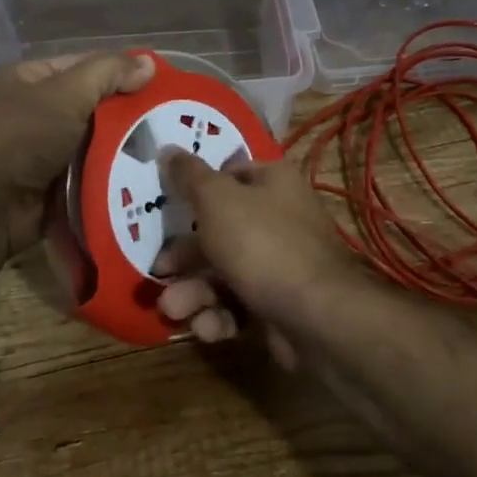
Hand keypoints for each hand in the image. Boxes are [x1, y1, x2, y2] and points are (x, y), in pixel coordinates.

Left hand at [0, 52, 154, 255]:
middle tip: (170, 121)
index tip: (161, 85)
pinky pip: (89, 174)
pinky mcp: (51, 186)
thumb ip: (108, 73)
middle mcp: (33, 111)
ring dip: (123, 148)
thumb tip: (149, 63)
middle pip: (92, 106)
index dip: (121, 72)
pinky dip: (111, 175)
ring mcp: (41, 151)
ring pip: (94, 143)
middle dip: (127, 114)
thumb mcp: (66, 94)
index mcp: (29, 79)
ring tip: (166, 150)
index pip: (85, 67)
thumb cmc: (22, 138)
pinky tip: (146, 177)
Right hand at [151, 149, 364, 367]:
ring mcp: (281, 263)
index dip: (196, 189)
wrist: (317, 316)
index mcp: (273, 182)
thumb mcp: (217, 200)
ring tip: (174, 309)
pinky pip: (239, 303)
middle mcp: (280, 218)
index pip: (229, 175)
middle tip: (159, 271)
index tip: (166, 206)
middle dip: (185, 256)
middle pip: (219, 230)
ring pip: (224, 272)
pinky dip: (219, 315)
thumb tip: (167, 148)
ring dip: (193, 292)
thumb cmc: (262, 244)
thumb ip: (189, 176)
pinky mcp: (278, 303)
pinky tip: (209, 327)